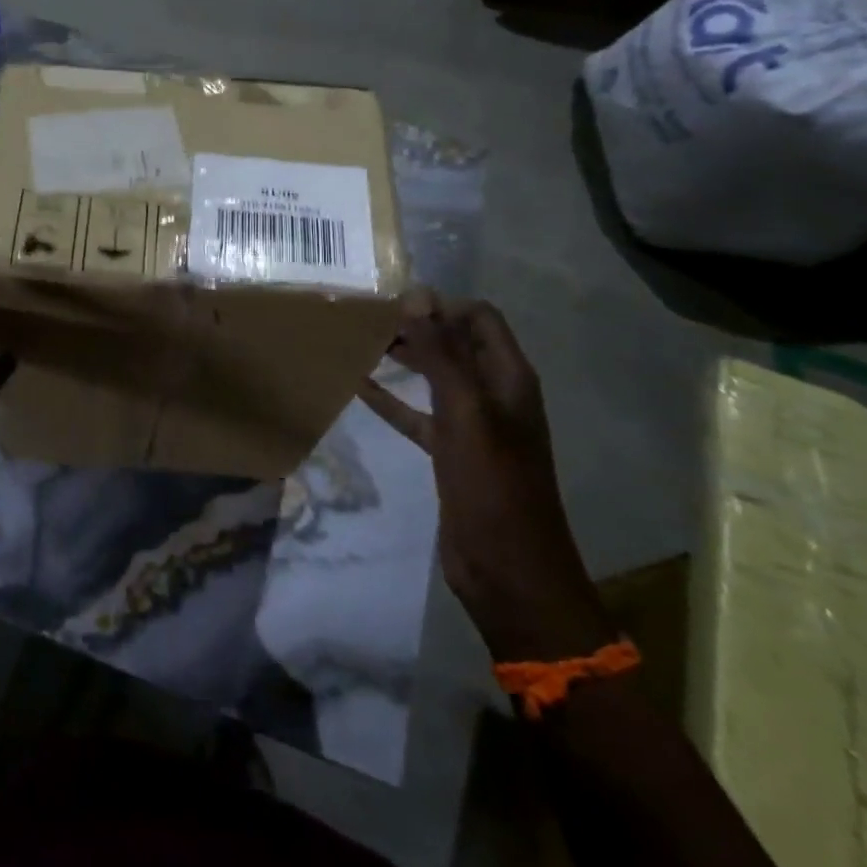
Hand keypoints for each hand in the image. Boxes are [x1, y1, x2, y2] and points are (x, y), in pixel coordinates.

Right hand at [360, 292, 610, 663]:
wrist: (508, 571)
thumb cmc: (493, 488)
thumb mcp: (466, 414)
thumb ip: (442, 355)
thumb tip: (417, 295)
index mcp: (509, 378)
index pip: (479, 318)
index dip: (440, 304)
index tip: (392, 301)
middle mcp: (493, 394)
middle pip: (454, 343)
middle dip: (417, 326)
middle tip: (366, 317)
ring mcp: (471, 425)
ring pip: (433, 376)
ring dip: (403, 358)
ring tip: (358, 341)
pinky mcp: (449, 453)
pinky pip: (416, 414)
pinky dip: (390, 399)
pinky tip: (357, 386)